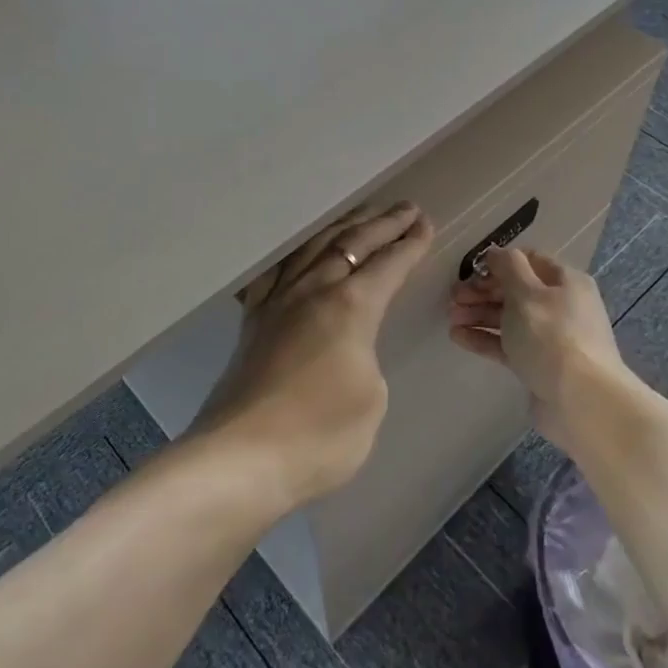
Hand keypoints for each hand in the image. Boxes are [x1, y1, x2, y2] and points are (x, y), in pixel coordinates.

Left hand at [195, 201, 432, 508]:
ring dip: (343, 227)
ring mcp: (278, 301)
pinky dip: (295, 253)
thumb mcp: (372, 400)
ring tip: (363, 214)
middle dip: (384, 224)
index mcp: (350, 306)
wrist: (241, 458)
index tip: (425, 224)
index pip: (389, 264)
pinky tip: (299, 251)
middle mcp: (313, 290)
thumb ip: (368, 357)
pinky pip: (276, 271)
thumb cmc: (320, 435)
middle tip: (407, 208)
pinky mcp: (253, 320)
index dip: (411, 244)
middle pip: (352, 243)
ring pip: (314, 247)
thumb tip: (351, 345)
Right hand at [448, 247, 634, 448]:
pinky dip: (484, 339)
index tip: (470, 270)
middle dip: (483, 291)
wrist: (581, 401)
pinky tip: (457, 336)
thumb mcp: (527, 293)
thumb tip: (496, 252)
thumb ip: (508, 267)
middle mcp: (560, 306)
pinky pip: (507, 345)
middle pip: (516, 291)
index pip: (529, 261)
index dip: (499, 263)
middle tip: (453, 297)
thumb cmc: (551, 336)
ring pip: (509, 318)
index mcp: (565, 282)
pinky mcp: (538, 364)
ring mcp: (550, 337)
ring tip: (450, 316)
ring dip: (479, 314)